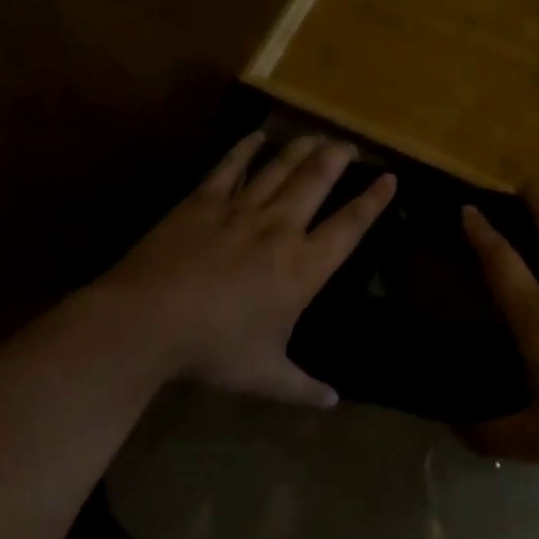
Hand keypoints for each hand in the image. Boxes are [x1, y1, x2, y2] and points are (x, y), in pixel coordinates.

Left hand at [98, 133, 395, 406]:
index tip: (389, 177)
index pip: (350, 227)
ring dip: (301, 148)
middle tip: (350, 144)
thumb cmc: (215, 349)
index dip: (372, 201)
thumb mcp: (265, 375)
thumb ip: (303, 387)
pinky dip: (246, 148)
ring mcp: (240, 209)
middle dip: (338, 158)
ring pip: (279, 167)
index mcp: (303, 268)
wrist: (149, 320)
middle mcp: (279, 229)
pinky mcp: (203, 201)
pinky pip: (230, 166)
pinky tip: (257, 134)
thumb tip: (333, 403)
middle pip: (316, 181)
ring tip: (316, 134)